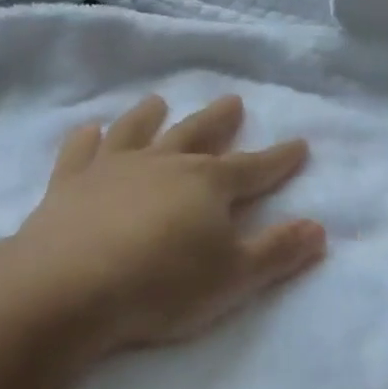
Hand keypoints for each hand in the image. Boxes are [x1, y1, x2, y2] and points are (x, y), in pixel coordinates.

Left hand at [14, 94, 327, 355]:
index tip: (300, 144)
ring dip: (150, 116)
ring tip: (158, 101)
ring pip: (137, 132)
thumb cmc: (162, 284)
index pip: (255, 168)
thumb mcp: (234, 277)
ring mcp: (113, 169)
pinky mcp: (69, 184)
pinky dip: (85, 139)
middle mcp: (164, 164)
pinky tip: (88, 130)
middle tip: (232, 101)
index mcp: (208, 184)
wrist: (69, 287)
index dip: (280, 159)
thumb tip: (318, 228)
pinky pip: (80, 152)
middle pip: (198, 135)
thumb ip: (277, 251)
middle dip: (219, 121)